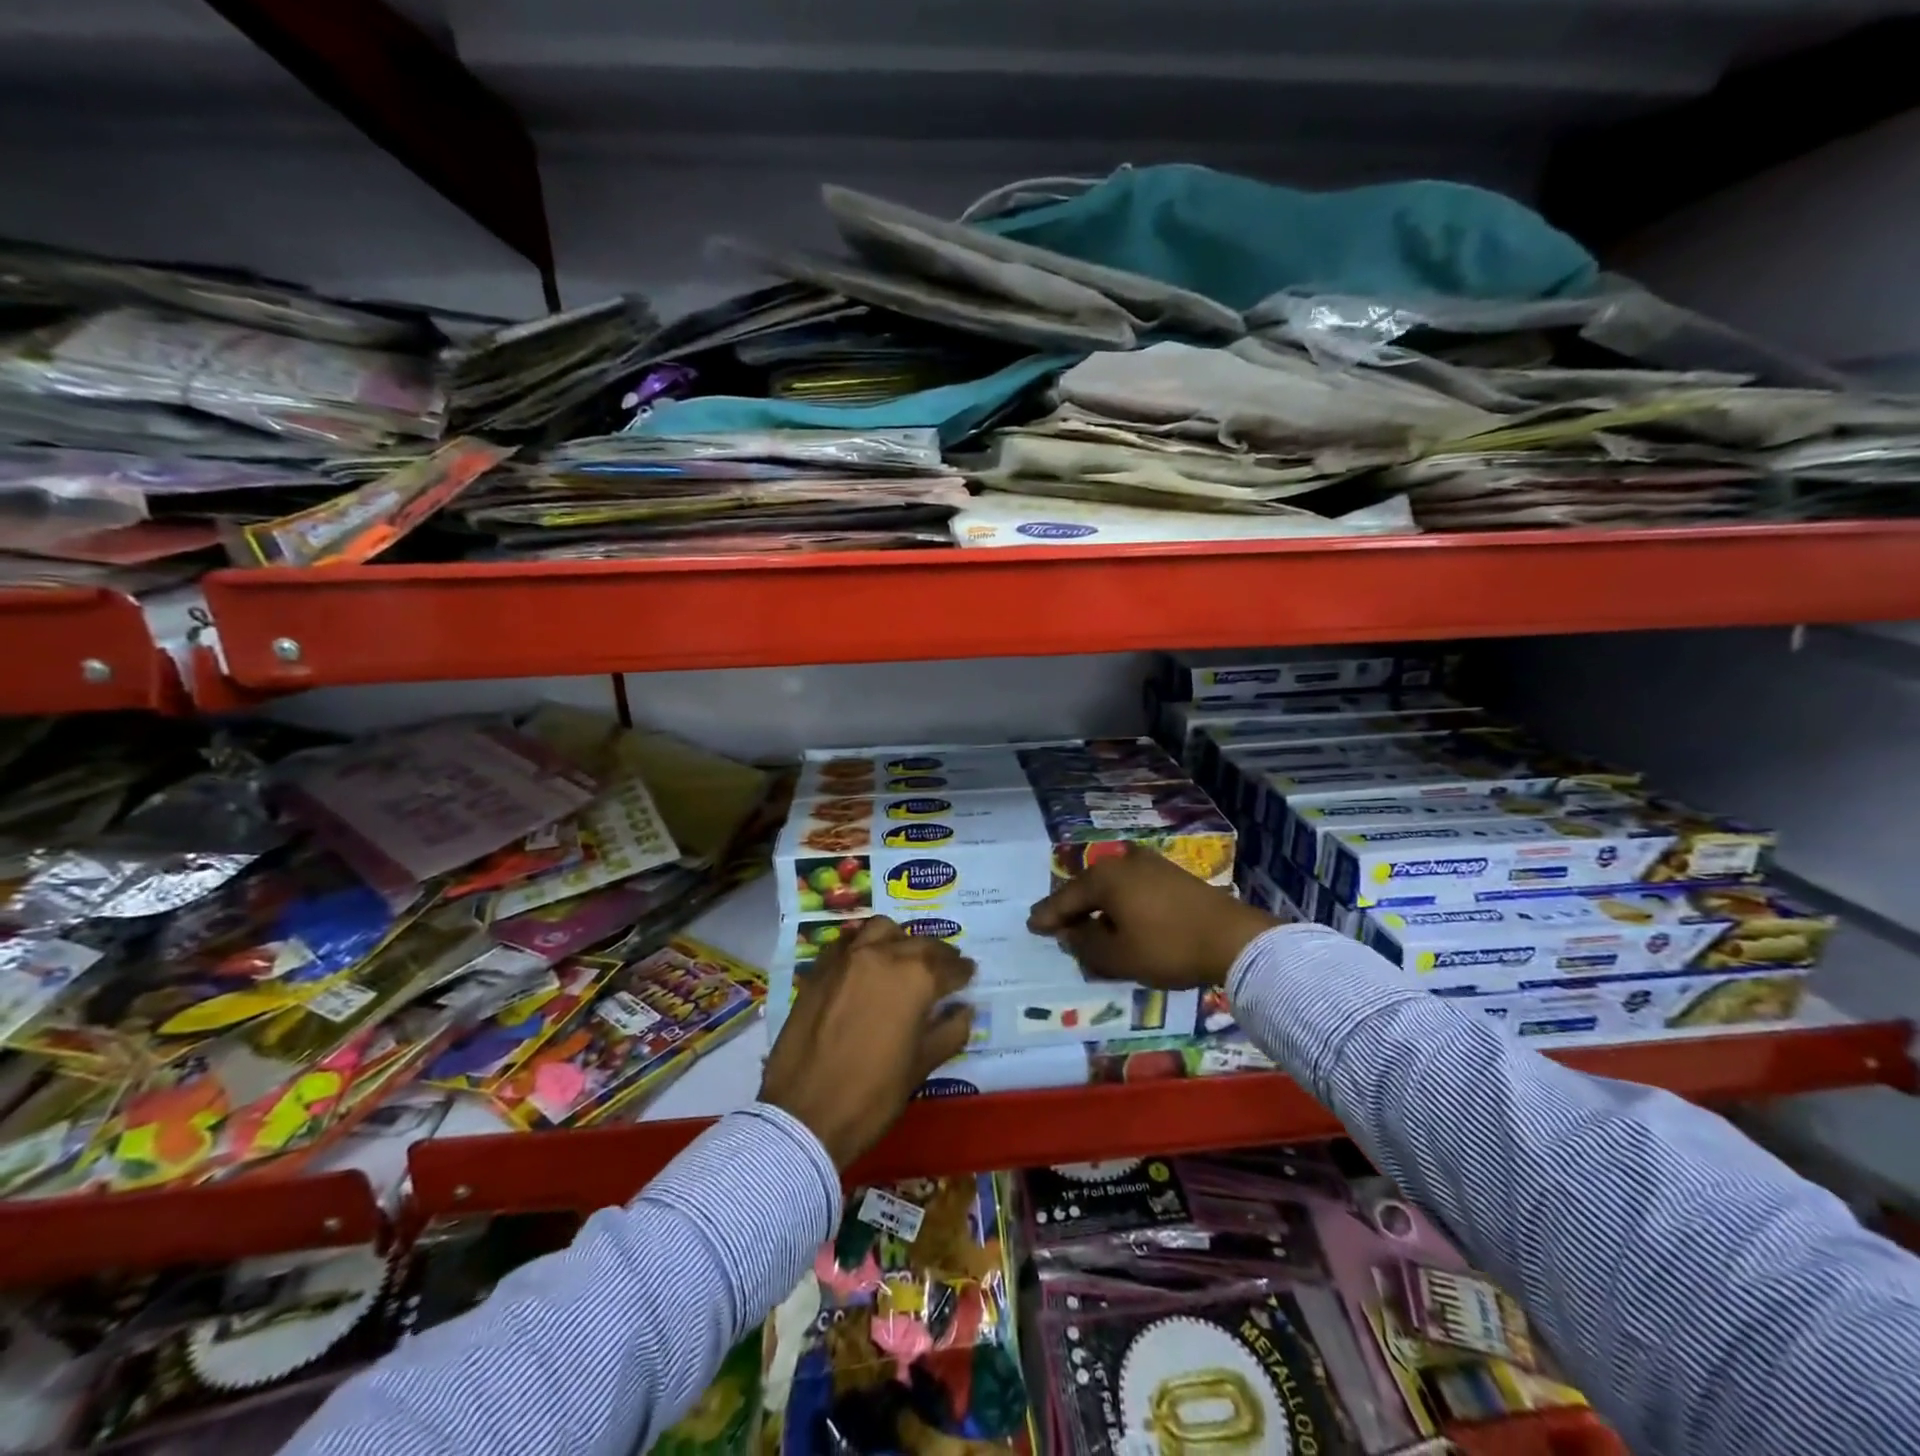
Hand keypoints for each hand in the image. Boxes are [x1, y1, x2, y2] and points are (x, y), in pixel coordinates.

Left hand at [760, 917, 975, 1168]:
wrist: (804, 1115)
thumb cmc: (872, 1095)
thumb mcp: (921, 1067)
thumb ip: (949, 1031)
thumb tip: (964, 1009)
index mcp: (915, 978)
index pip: (949, 967)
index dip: (963, 972)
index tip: (970, 974)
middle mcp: (883, 955)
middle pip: (919, 943)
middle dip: (937, 954)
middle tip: (945, 967)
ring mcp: (847, 958)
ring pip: (882, 930)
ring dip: (900, 939)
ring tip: (905, 957)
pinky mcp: (820, 968)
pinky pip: (848, 942)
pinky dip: (864, 945)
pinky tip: (867, 964)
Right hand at [1027, 843, 1278, 987]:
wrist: (1232, 938)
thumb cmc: (1168, 947)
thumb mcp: (1118, 956)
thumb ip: (1086, 945)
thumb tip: (1070, 933)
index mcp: (1104, 877)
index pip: (1066, 898)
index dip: (1048, 916)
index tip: (1032, 926)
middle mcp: (1122, 861)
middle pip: (1087, 887)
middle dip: (1071, 907)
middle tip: (1053, 924)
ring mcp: (1149, 864)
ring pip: (1110, 885)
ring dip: (1096, 905)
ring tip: (1085, 923)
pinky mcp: (1170, 873)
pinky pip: (1130, 886)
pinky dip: (1118, 902)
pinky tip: (1118, 917)